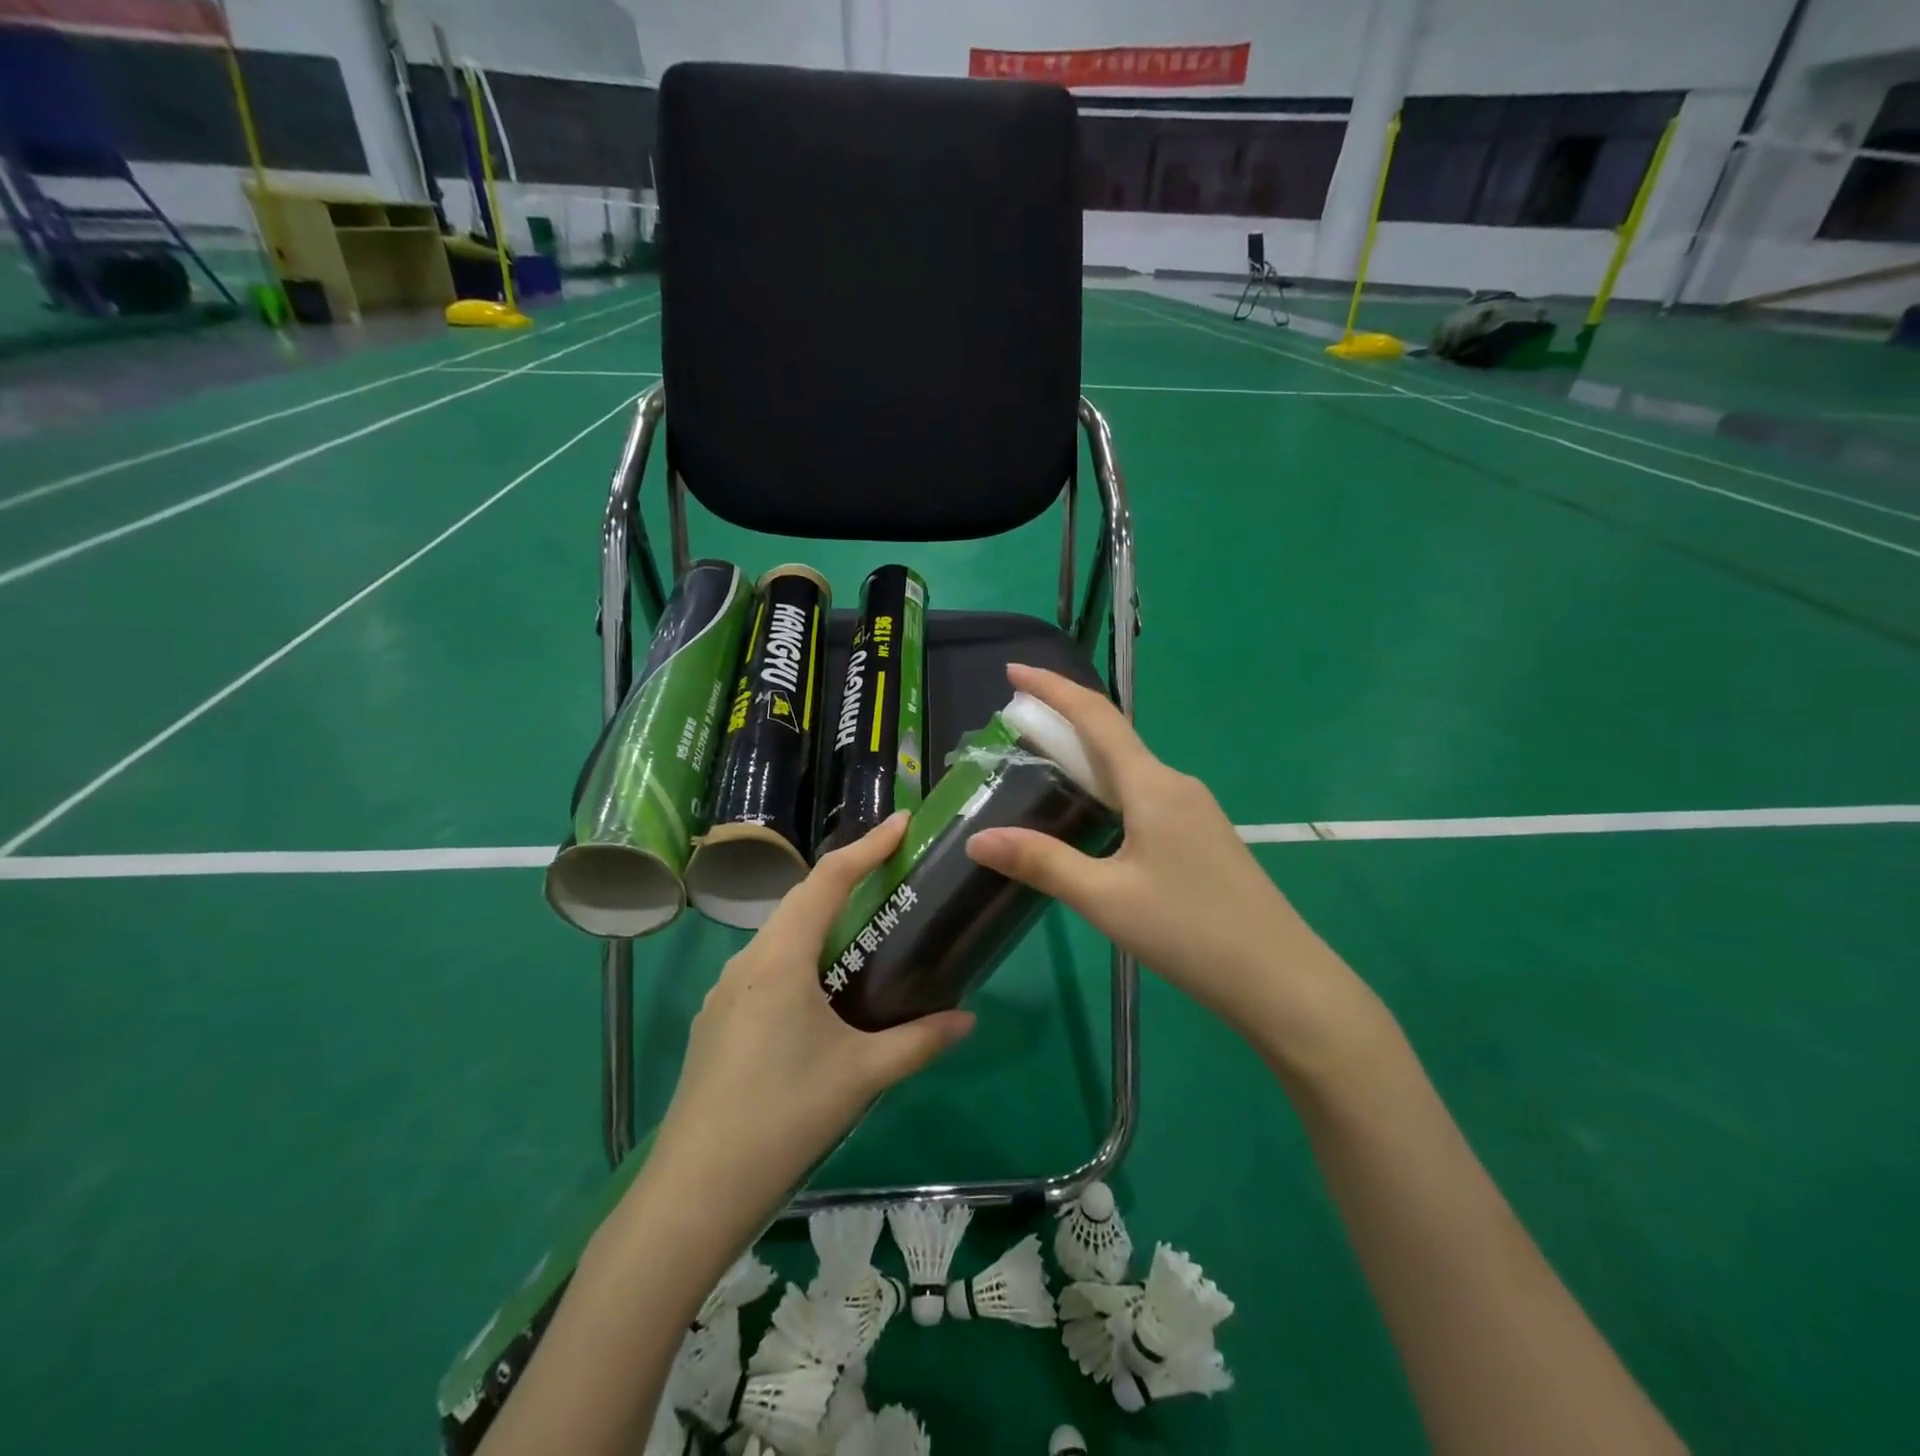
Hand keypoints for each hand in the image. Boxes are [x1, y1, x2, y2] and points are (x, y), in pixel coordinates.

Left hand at [649, 814, 974, 1223]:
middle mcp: (747, 962)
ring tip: (864, 929)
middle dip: (846, 879)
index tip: (903, 822)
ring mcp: (725, 992)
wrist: (693, 1193)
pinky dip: (801, 956)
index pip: (827, 880)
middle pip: (801, 901)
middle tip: (892, 873)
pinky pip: (766, 968)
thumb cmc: (782, 1118)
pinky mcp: (717, 1022)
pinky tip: (822, 992)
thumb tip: (968, 1020)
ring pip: (780, 935)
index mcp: (779, 959)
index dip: (867, 846)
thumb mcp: (860, 1076)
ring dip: (821, 920)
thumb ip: (918, 1041)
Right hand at [966, 665, 1374, 1068]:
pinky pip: (1144, 797)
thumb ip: (1041, 863)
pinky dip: (1106, 790)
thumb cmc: (1190, 932)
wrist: (1282, 980)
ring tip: (1042, 770)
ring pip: (1129, 771)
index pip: (1096, 717)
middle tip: (1015, 726)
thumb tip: (977, 839)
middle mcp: (1175, 785)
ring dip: (1084, 760)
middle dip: (1062, 723)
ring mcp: (1194, 811)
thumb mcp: (1106, 898)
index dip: (1054, 688)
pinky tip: (1092, 819)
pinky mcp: (1201, 838)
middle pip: (1111, 739)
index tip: (1014, 670)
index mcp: (1153, 786)